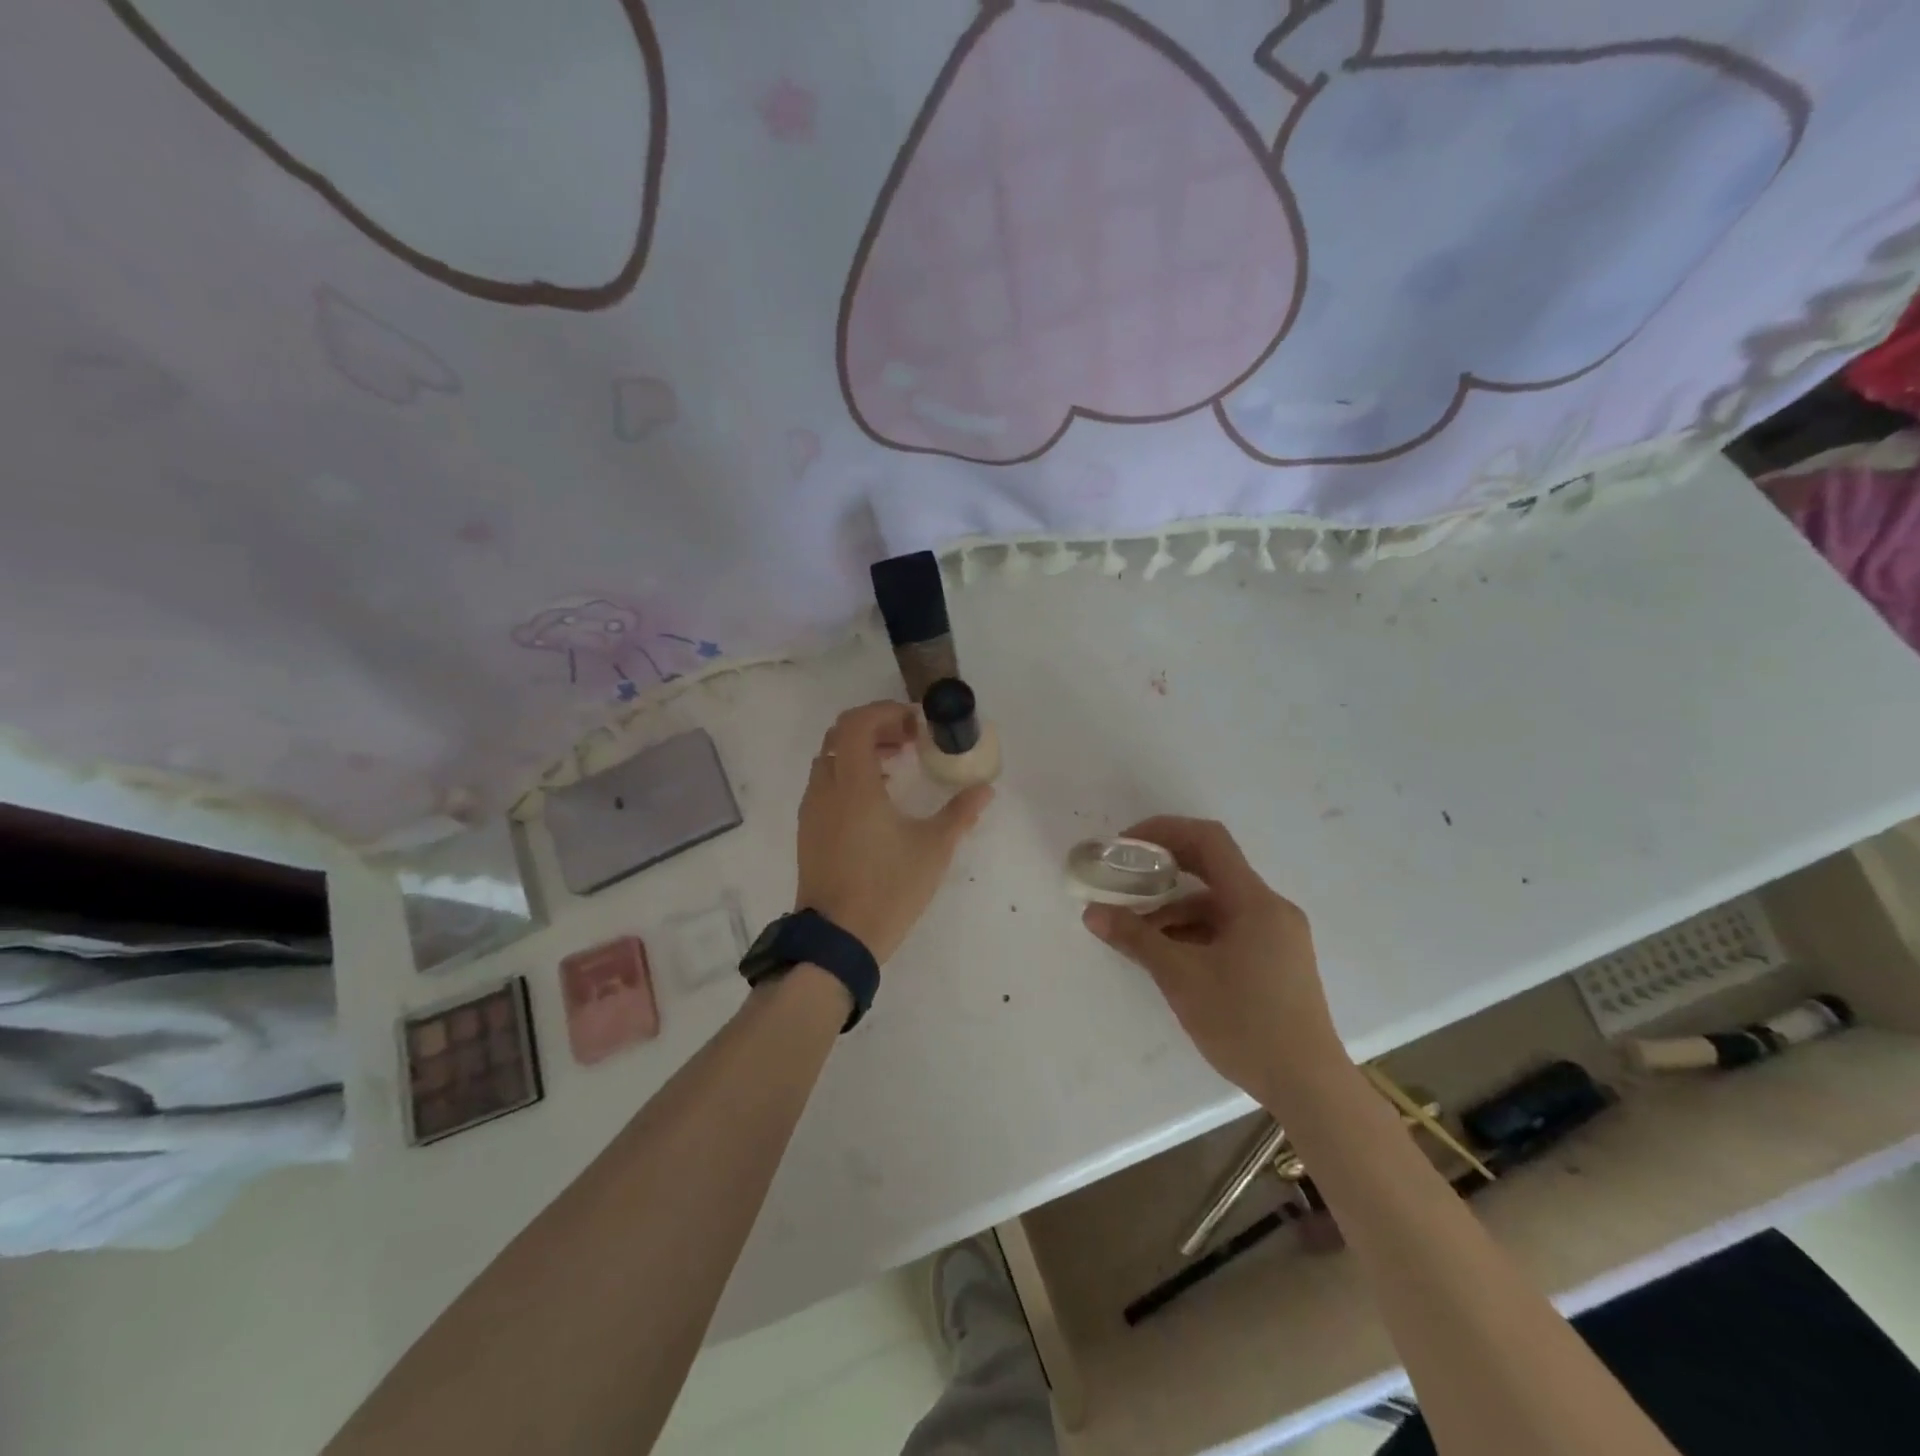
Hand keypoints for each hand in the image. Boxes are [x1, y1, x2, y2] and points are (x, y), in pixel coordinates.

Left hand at [794, 701, 993, 962]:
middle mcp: (826, 789)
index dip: (885, 713)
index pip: (857, 723)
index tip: (915, 725)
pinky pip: (825, 784)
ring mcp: (812, 811)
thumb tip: (985, 789)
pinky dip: (849, 775)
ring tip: (898, 768)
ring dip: (861, 752)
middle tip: (909, 742)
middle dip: (875, 728)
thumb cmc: (888, 888)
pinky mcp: (808, 831)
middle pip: (840, 735)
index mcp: (854, 785)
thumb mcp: (933, 849)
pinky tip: (878, 801)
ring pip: (830, 760)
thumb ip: (960, 813)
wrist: (838, 940)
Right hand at [1082, 817, 1344, 1105]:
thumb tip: (1092, 913)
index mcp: (1255, 902)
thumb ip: (1136, 939)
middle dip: (1165, 870)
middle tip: (1125, 878)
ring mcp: (1278, 936)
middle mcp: (1271, 909)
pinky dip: (1196, 932)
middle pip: (1213, 869)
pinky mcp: (1278, 960)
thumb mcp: (1181, 978)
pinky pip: (1230, 929)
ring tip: (1137, 932)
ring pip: (1218, 905)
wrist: (1308, 1087)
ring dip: (1176, 910)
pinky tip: (1170, 956)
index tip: (1127, 845)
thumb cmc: (1245, 1024)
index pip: (1209, 841)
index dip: (1165, 831)